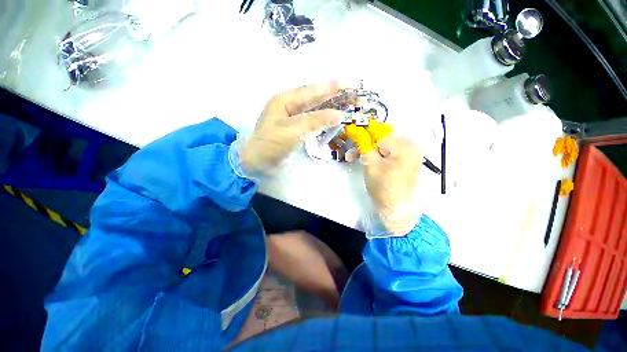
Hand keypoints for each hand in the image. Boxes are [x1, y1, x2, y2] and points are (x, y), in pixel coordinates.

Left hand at [239, 81, 344, 174]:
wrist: (257, 163)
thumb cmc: (271, 145)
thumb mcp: (292, 130)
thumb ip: (315, 121)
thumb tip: (339, 114)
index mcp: (285, 100)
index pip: (312, 90)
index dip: (331, 86)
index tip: (349, 84)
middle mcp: (290, 106)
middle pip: (316, 98)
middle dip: (335, 96)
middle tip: (355, 96)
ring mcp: (293, 119)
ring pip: (316, 110)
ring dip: (332, 108)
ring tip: (349, 106)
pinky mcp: (296, 130)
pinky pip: (313, 121)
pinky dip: (324, 120)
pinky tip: (333, 119)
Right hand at [345, 124, 423, 234]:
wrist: (396, 209)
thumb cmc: (383, 189)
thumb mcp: (371, 165)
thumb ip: (364, 146)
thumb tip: (356, 131)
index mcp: (404, 146)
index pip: (380, 132)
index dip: (363, 132)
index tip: (350, 133)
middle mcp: (410, 146)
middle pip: (382, 137)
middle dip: (365, 143)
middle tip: (352, 152)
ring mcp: (409, 153)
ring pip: (384, 144)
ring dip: (369, 150)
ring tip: (356, 158)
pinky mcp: (405, 159)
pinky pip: (388, 151)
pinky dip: (377, 154)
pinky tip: (367, 160)